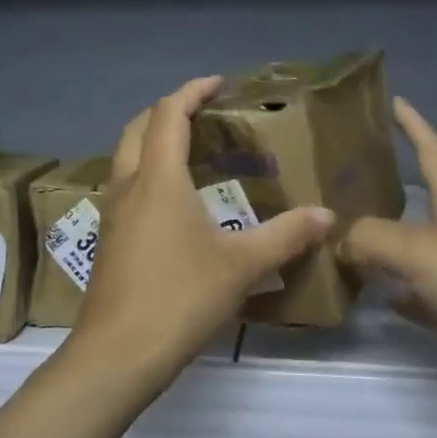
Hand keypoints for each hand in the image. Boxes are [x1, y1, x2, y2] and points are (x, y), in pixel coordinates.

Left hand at [69, 77, 334, 389]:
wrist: (118, 353)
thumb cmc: (180, 297)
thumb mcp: (241, 265)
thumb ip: (286, 235)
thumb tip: (327, 215)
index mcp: (158, 178)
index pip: (168, 114)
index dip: (191, 92)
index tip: (218, 84)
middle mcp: (128, 186)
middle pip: (137, 129)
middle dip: (167, 112)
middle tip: (203, 114)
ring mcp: (113, 215)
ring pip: (126, 159)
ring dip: (153, 144)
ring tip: (192, 153)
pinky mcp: (109, 241)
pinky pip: (126, 189)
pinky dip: (148, 176)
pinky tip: (175, 204)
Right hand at [340, 98, 436, 412]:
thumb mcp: (417, 249)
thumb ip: (370, 237)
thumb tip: (338, 240)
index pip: (434, 152)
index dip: (415, 126)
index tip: (397, 100)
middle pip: (426, 201)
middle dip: (394, 186)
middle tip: (352, 177)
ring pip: (418, 250)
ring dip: (389, 243)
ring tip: (349, 236)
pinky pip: (422, 295)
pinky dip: (399, 291)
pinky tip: (377, 294)